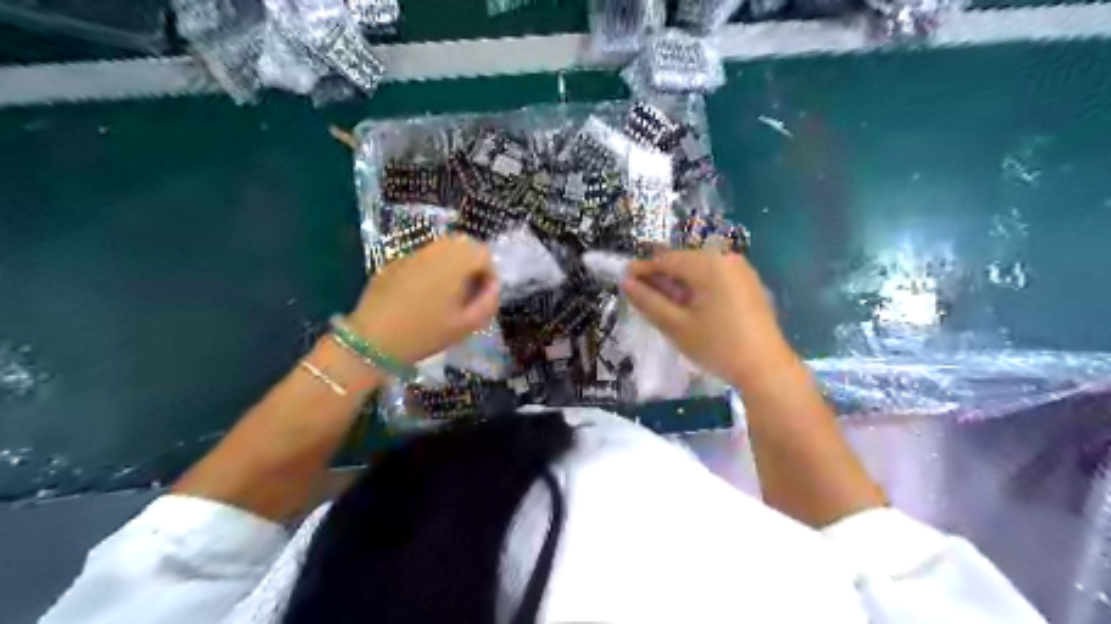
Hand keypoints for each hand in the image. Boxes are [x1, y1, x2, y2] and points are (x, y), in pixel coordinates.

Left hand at [346, 235, 498, 366]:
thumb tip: (493, 286)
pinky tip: (422, 295)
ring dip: (452, 264)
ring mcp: (412, 254)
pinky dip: (431, 269)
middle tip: (468, 293)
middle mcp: (435, 250)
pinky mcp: (394, 262)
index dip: (489, 274)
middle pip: (464, 244)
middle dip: (472, 264)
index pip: (484, 253)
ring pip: (442, 248)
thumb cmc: (425, 333)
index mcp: (456, 262)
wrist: (373, 340)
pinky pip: (423, 258)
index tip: (482, 297)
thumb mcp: (466, 325)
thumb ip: (488, 302)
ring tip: (447, 294)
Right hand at [624, 248, 797, 388]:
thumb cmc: (717, 346)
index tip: (623, 279)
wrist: (766, 369)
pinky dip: (697, 288)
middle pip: (683, 262)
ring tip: (662, 303)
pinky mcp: (749, 285)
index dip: (643, 269)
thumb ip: (649, 301)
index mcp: (709, 264)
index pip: (667, 260)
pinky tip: (688, 306)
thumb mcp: (676, 326)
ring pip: (699, 270)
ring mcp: (741, 271)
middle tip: (641, 295)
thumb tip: (626, 282)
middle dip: (661, 277)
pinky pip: (714, 278)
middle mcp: (726, 259)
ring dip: (678, 283)